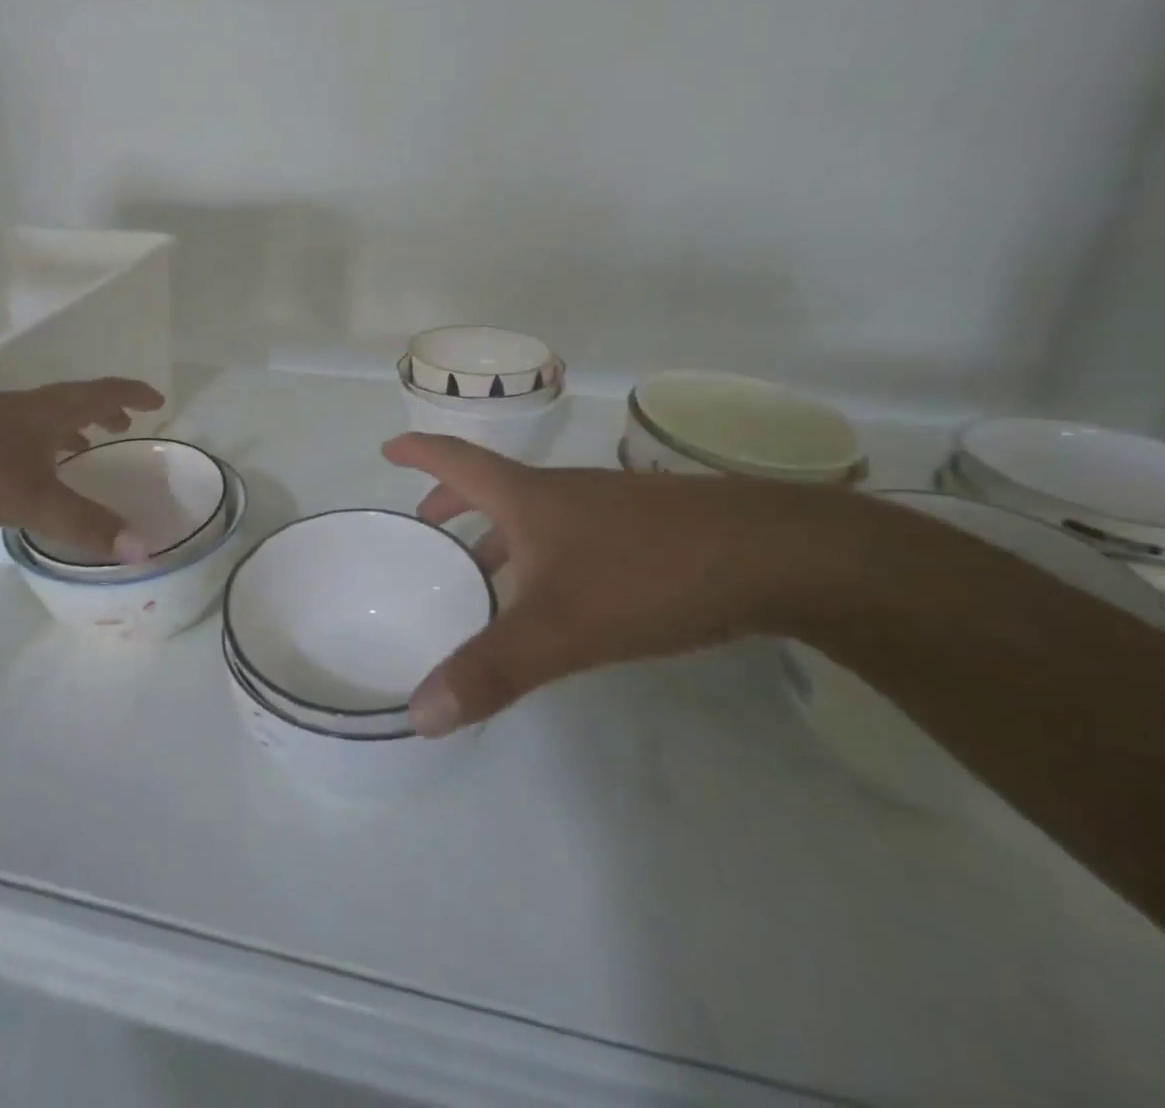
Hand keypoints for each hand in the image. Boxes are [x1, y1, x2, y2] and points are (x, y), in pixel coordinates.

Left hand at [0, 378, 165, 558]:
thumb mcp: (31, 500)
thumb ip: (86, 525)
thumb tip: (143, 550)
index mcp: (46, 411)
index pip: (101, 393)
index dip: (132, 394)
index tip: (157, 400)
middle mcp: (20, 407)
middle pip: (73, 400)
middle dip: (104, 410)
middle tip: (126, 426)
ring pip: (42, 417)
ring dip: (70, 427)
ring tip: (84, 447)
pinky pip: (17, 433)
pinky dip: (39, 444)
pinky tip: (26, 470)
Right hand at [383, 433, 851, 736]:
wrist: (777, 555)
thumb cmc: (648, 575)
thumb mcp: (559, 630)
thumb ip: (490, 671)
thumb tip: (418, 714)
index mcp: (528, 498)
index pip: (456, 460)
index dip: (418, 453)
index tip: (387, 450)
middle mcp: (562, 492)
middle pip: (492, 485)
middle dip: (452, 500)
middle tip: (426, 523)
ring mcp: (608, 507)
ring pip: (535, 511)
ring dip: (499, 530)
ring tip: (483, 568)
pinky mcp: (646, 529)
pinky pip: (572, 531)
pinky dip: (542, 549)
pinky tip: (561, 589)